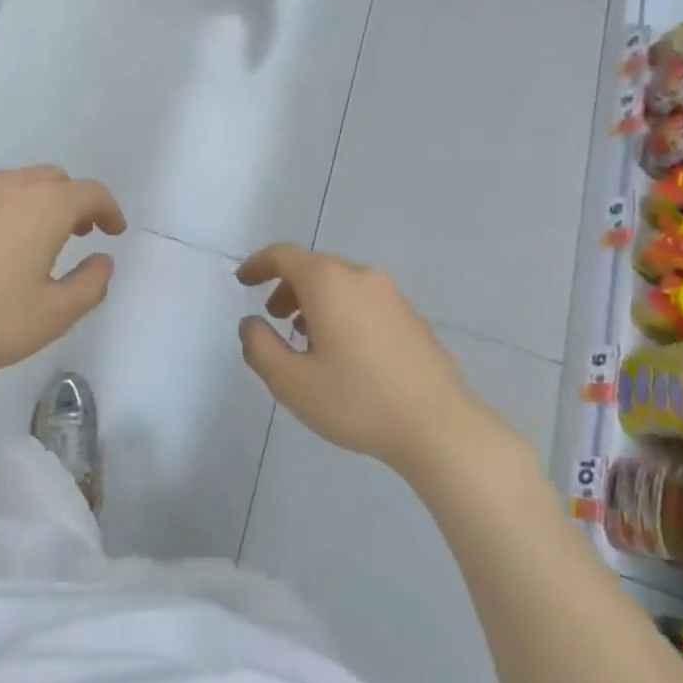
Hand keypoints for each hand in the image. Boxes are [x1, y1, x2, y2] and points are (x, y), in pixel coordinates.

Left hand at [0, 167, 125, 387]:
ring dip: (40, 203)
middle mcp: (9, 188)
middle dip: (75, 202)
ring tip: (41, 240)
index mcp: (43, 207)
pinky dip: (8, 210)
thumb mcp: (53, 314)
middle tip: (81, 233)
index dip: (109, 209)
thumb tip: (103, 260)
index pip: (89, 192)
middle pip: (54, 179)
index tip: (115, 231)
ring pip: (19, 184)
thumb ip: (90, 285)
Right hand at [236, 244, 515, 476]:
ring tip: (305, 340)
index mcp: (328, 283)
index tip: (242, 282)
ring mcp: (391, 296)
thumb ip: (259, 346)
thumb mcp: (291, 382)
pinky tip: (343, 352)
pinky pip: (363, 301)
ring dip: (314, 301)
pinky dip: (340, 311)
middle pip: (313, 267)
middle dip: (286, 286)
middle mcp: (360, 277)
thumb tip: (251, 324)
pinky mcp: (410, 317)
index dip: (258, 264)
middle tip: (273, 317)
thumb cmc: (357, 400)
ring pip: (340, 284)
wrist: (439, 426)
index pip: (284, 256)